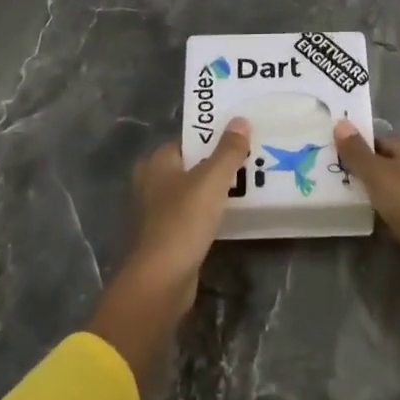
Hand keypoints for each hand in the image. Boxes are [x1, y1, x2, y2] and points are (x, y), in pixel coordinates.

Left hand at [123, 120, 251, 305]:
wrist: (162, 279)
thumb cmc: (183, 221)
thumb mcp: (212, 181)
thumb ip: (228, 150)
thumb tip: (240, 120)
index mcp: (156, 164)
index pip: (187, 141)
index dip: (212, 138)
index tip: (240, 139)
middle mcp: (151, 184)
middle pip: (190, 166)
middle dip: (216, 165)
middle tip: (249, 162)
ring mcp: (156, 213)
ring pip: (192, 193)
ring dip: (214, 191)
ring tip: (248, 187)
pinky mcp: (166, 238)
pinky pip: (192, 216)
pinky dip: (209, 214)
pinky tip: (231, 217)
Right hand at [332, 121, 399, 290]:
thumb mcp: (377, 175)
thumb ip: (357, 152)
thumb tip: (341, 122)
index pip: (383, 142)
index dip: (360, 146)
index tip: (336, 156)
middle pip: (392, 164)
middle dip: (368, 171)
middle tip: (339, 179)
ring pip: (399, 188)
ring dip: (380, 193)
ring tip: (351, 201)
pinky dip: (391, 213)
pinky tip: (377, 221)